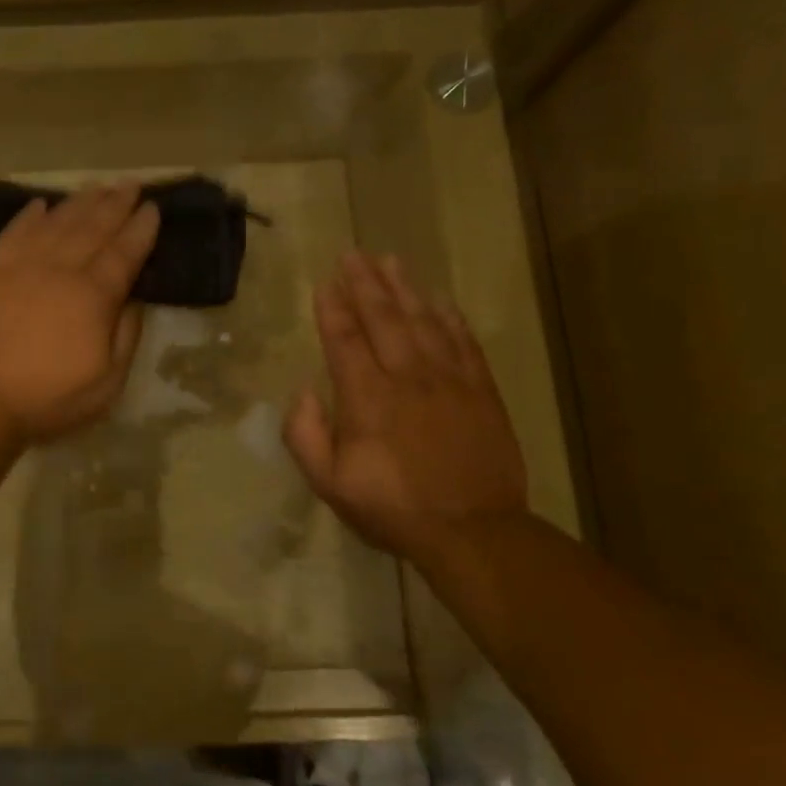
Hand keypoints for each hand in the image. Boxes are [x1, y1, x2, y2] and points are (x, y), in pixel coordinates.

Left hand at [0, 182, 159, 441]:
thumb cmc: (48, 398)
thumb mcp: (107, 383)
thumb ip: (126, 336)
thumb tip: (133, 299)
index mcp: (93, 296)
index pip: (124, 253)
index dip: (141, 229)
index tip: (153, 208)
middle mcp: (59, 269)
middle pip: (93, 228)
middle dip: (116, 203)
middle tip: (131, 184)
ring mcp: (21, 266)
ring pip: (56, 223)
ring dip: (80, 202)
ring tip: (97, 186)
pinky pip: (13, 233)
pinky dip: (29, 215)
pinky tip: (41, 204)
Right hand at [283, 251, 528, 563]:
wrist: (473, 531)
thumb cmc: (392, 507)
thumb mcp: (330, 484)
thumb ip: (306, 435)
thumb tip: (304, 391)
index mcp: (367, 398)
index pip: (345, 340)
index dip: (333, 308)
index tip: (325, 281)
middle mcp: (408, 377)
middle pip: (384, 319)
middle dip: (365, 284)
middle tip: (353, 254)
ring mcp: (449, 381)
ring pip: (424, 322)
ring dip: (405, 289)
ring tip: (390, 261)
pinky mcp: (481, 391)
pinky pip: (464, 342)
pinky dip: (450, 317)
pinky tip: (440, 300)